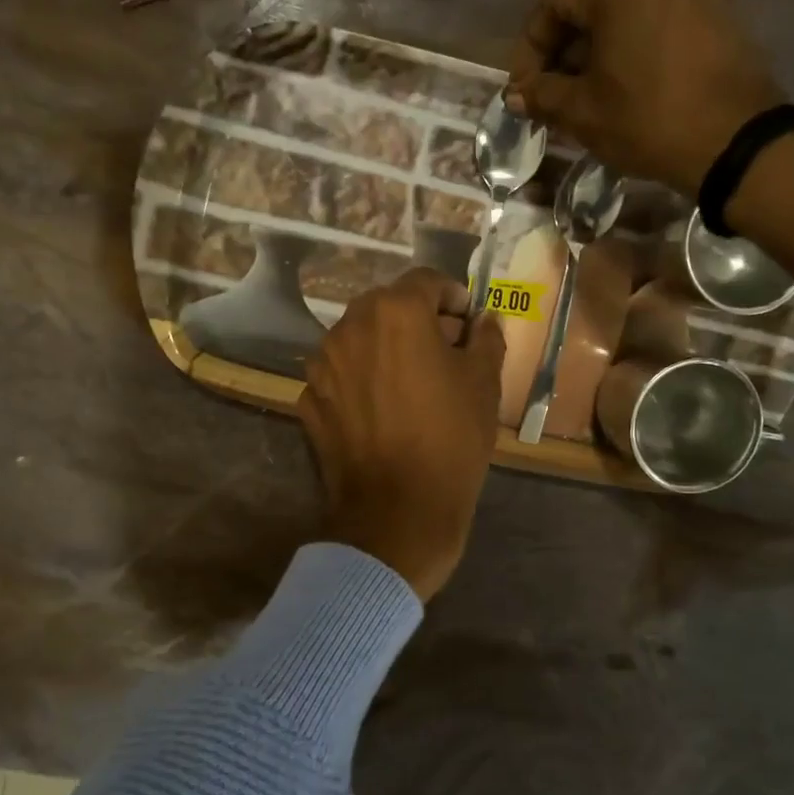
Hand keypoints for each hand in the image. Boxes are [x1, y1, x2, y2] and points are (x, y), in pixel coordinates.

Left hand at [299, 269, 505, 601]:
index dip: (453, 298)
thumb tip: (483, 320)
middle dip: (417, 320)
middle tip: (444, 353)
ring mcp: (322, 364)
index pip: (427, 282)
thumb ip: (485, 338)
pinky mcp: (308, 399)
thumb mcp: (484, 384)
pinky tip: (382, 411)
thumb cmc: (450, 440)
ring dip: (385, 349)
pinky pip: (342, 376)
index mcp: (395, 312)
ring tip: (411, 383)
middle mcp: (350, 326)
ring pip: (360, 340)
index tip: (468, 324)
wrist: (397, 512)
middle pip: (387, 307)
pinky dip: (362, 381)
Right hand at [506, 0, 783, 195]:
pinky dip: (635, 52)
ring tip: (588, 98)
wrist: (733, 141)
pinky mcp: (721, 16)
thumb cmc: (646, 119)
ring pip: (629, 17)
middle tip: (552, 97)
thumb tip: (515, 94)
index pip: (555, 4)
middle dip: (565, 52)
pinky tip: (627, 90)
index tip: (524, 88)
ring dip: (600, 54)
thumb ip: (542, 94)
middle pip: (594, 7)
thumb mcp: (582, 111)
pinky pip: (661, 26)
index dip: (530, 47)